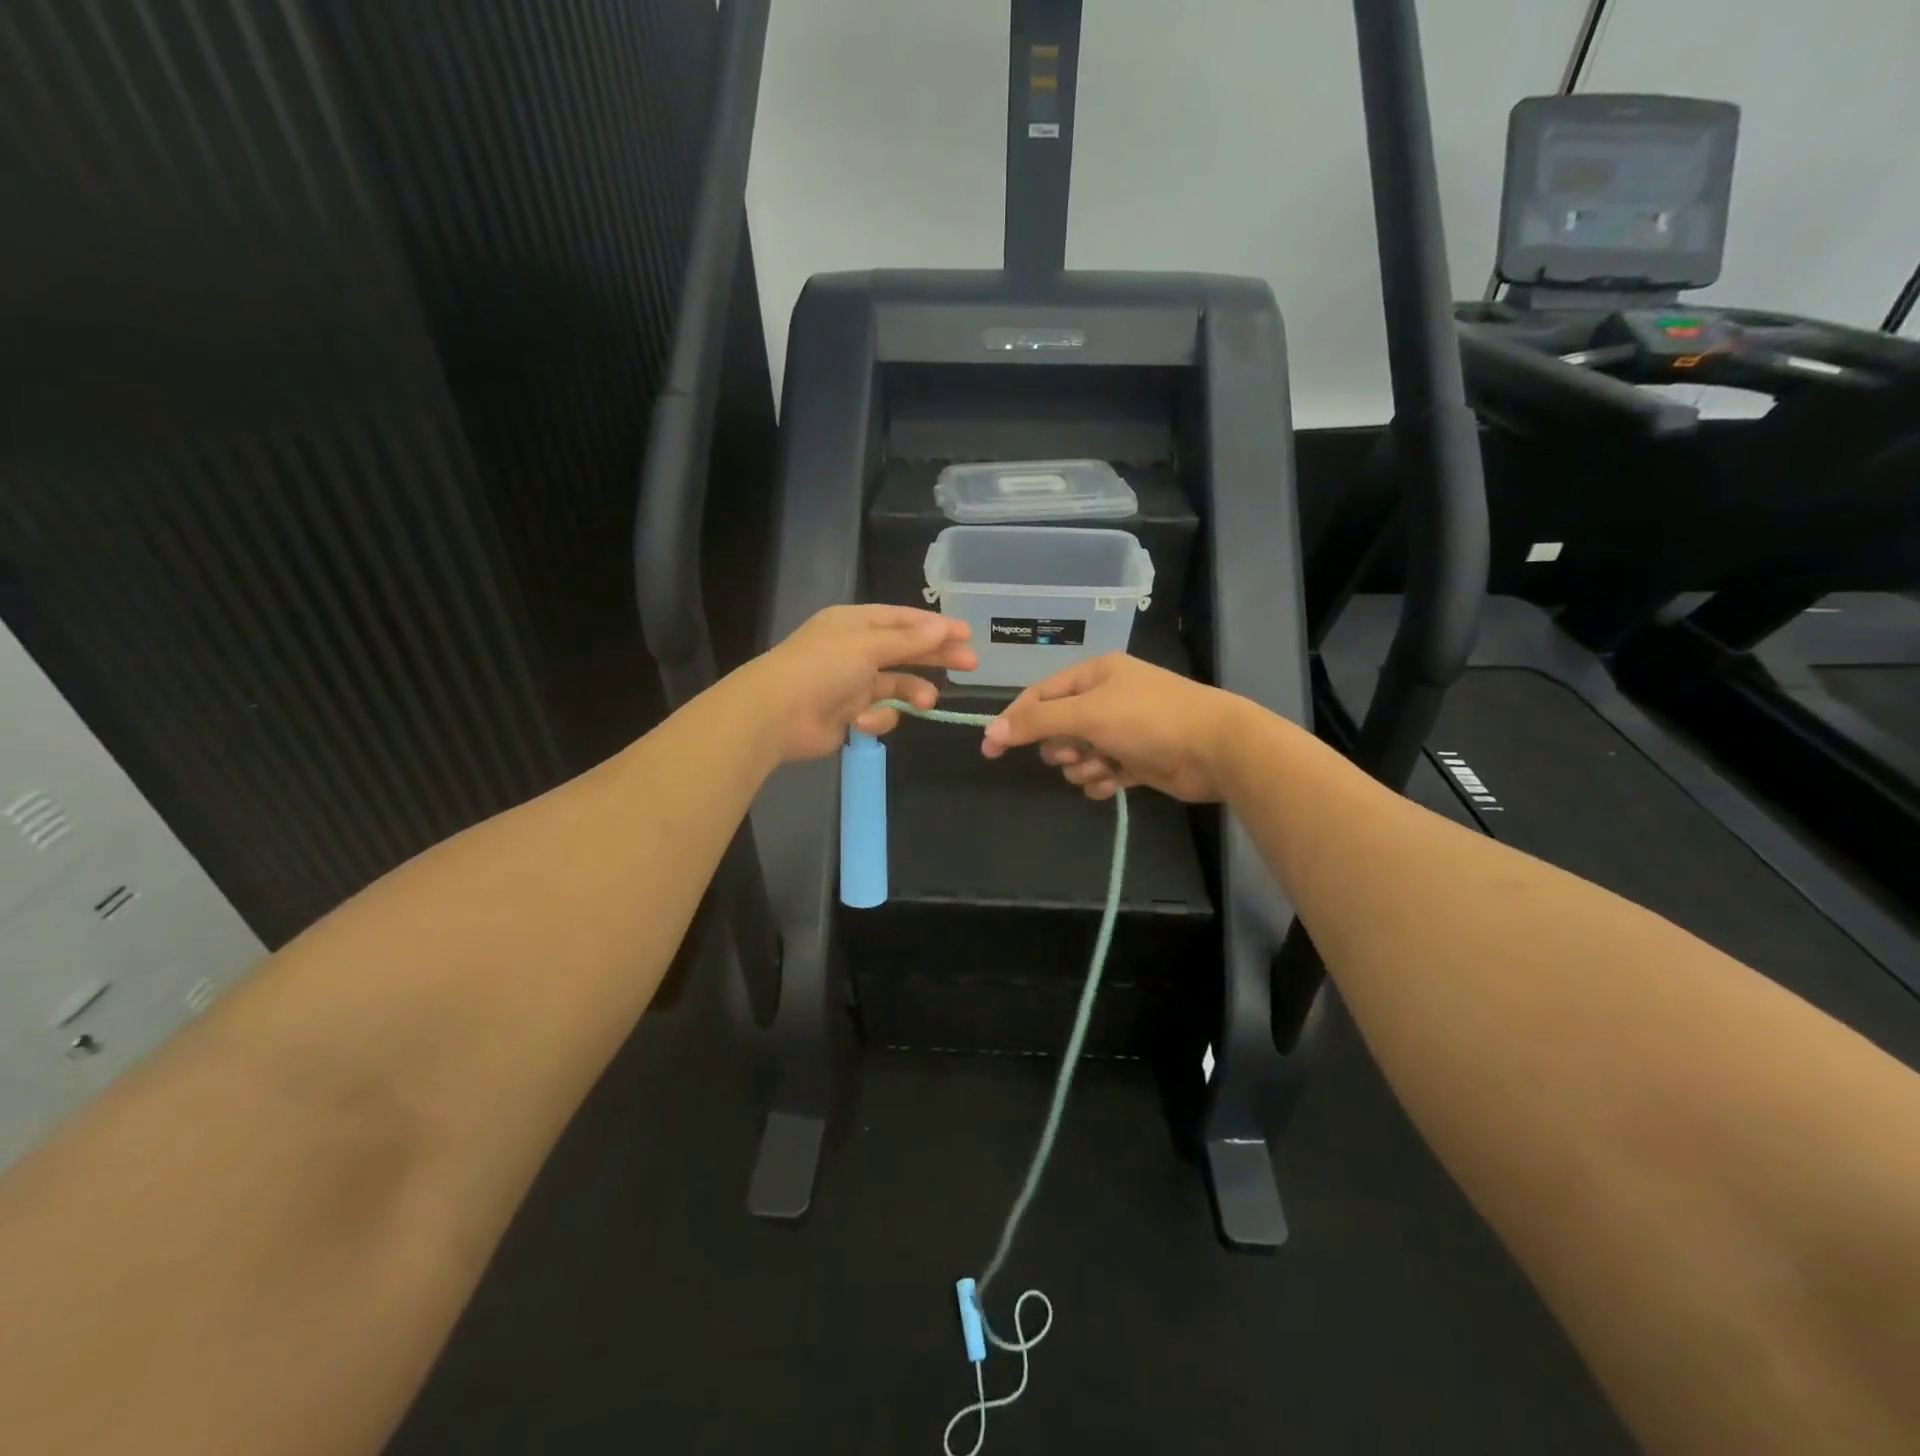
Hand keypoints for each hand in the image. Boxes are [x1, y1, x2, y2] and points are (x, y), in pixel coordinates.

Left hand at [737, 605, 975, 762]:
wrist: (777, 715)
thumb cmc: (821, 668)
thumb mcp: (867, 646)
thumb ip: (908, 641)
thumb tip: (942, 628)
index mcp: (855, 624)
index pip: (903, 620)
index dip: (935, 626)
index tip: (966, 633)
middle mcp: (855, 650)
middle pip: (906, 650)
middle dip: (936, 657)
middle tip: (970, 664)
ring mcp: (852, 683)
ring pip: (897, 684)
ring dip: (913, 691)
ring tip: (927, 702)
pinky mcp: (850, 714)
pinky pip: (880, 712)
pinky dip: (876, 717)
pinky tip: (863, 721)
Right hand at [980, 654, 1243, 801]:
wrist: (1214, 748)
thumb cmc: (1148, 719)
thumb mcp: (1087, 714)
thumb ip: (1038, 722)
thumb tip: (993, 732)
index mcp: (1095, 674)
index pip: (1040, 695)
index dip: (1015, 720)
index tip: (991, 749)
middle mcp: (1107, 698)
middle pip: (1059, 726)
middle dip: (1060, 747)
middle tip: (1071, 754)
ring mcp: (1123, 730)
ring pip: (1079, 754)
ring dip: (1082, 767)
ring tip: (1100, 768)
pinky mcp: (1137, 759)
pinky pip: (1102, 772)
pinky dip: (1101, 780)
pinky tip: (1112, 783)